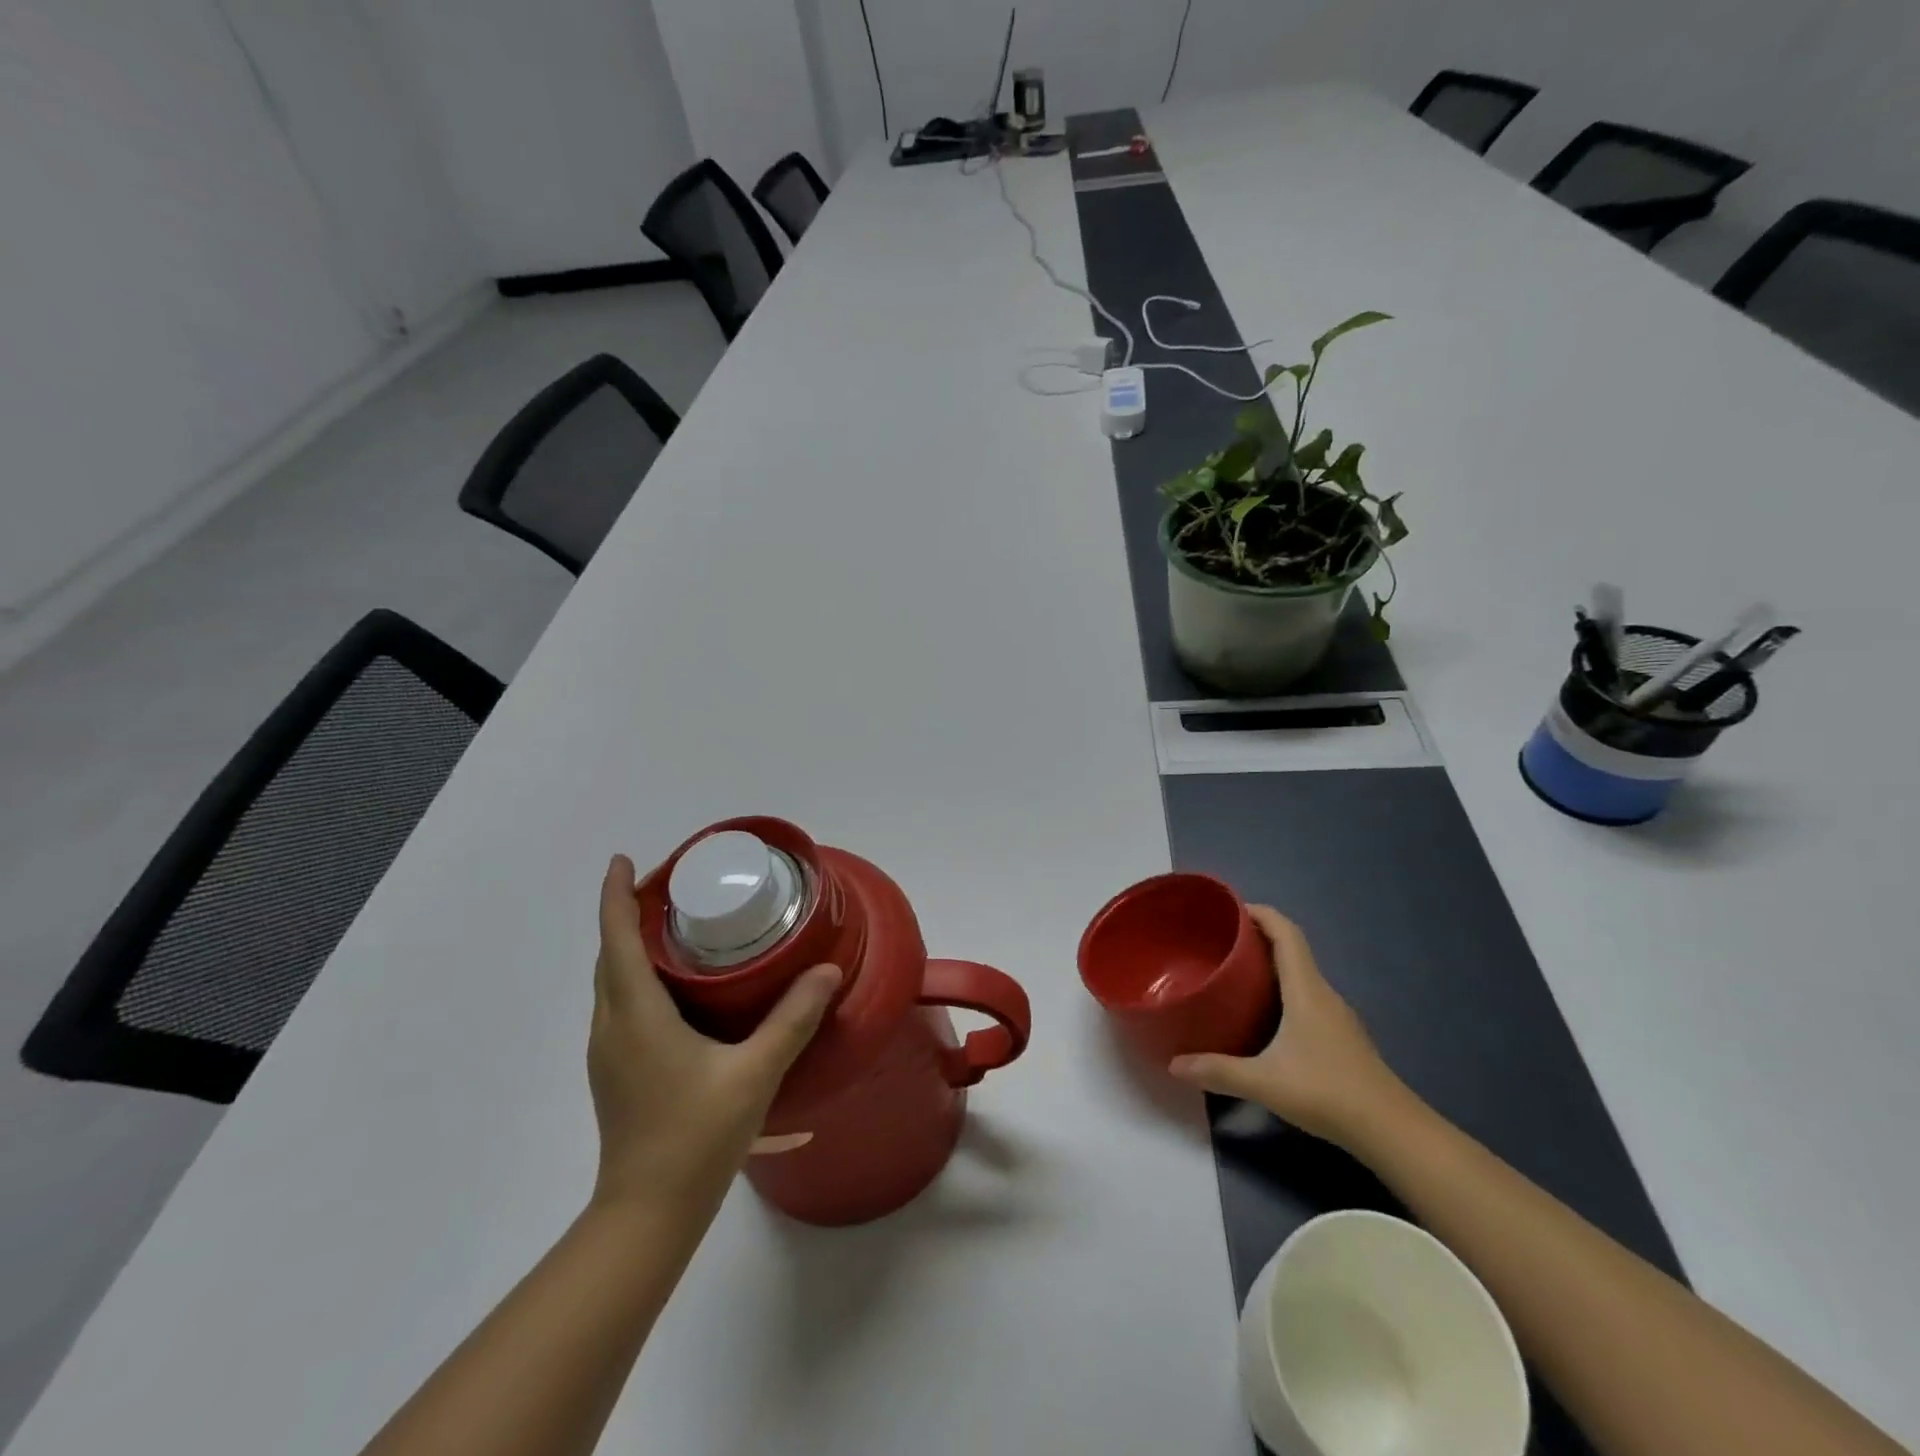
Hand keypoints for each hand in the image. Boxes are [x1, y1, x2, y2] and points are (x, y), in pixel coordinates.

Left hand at [587, 855, 840, 1212]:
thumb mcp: (755, 1074)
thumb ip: (792, 1019)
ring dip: (630, 947)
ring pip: (612, 983)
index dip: (615, 896)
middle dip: (627, 914)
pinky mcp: (616, 1072)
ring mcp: (609, 1053)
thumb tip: (826, 970)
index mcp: (637, 1016)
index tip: (622, 860)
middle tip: (668, 887)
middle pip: (609, 956)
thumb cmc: (696, 1137)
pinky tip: (676, 988)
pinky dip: (636, 978)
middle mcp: (613, 1026)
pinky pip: (620, 1005)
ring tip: (674, 928)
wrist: (647, 1214)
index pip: (616, 940)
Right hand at [1169, 905, 1407, 1148]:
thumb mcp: (1265, 1083)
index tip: (1229, 909)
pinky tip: (1261, 1016)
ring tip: (1233, 974)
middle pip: (1291, 949)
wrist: (1393, 1132)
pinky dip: (1281, 992)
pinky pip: (1305, 998)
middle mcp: (1322, 994)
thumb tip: (1173, 1064)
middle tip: (1219, 942)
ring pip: (1299, 975)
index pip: (1286, 932)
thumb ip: (1217, 1071)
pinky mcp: (1340, 1038)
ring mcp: (1335, 1016)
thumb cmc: (1328, 1092)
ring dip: (1269, 966)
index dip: (1260, 913)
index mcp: (1306, 989)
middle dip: (1256, 938)